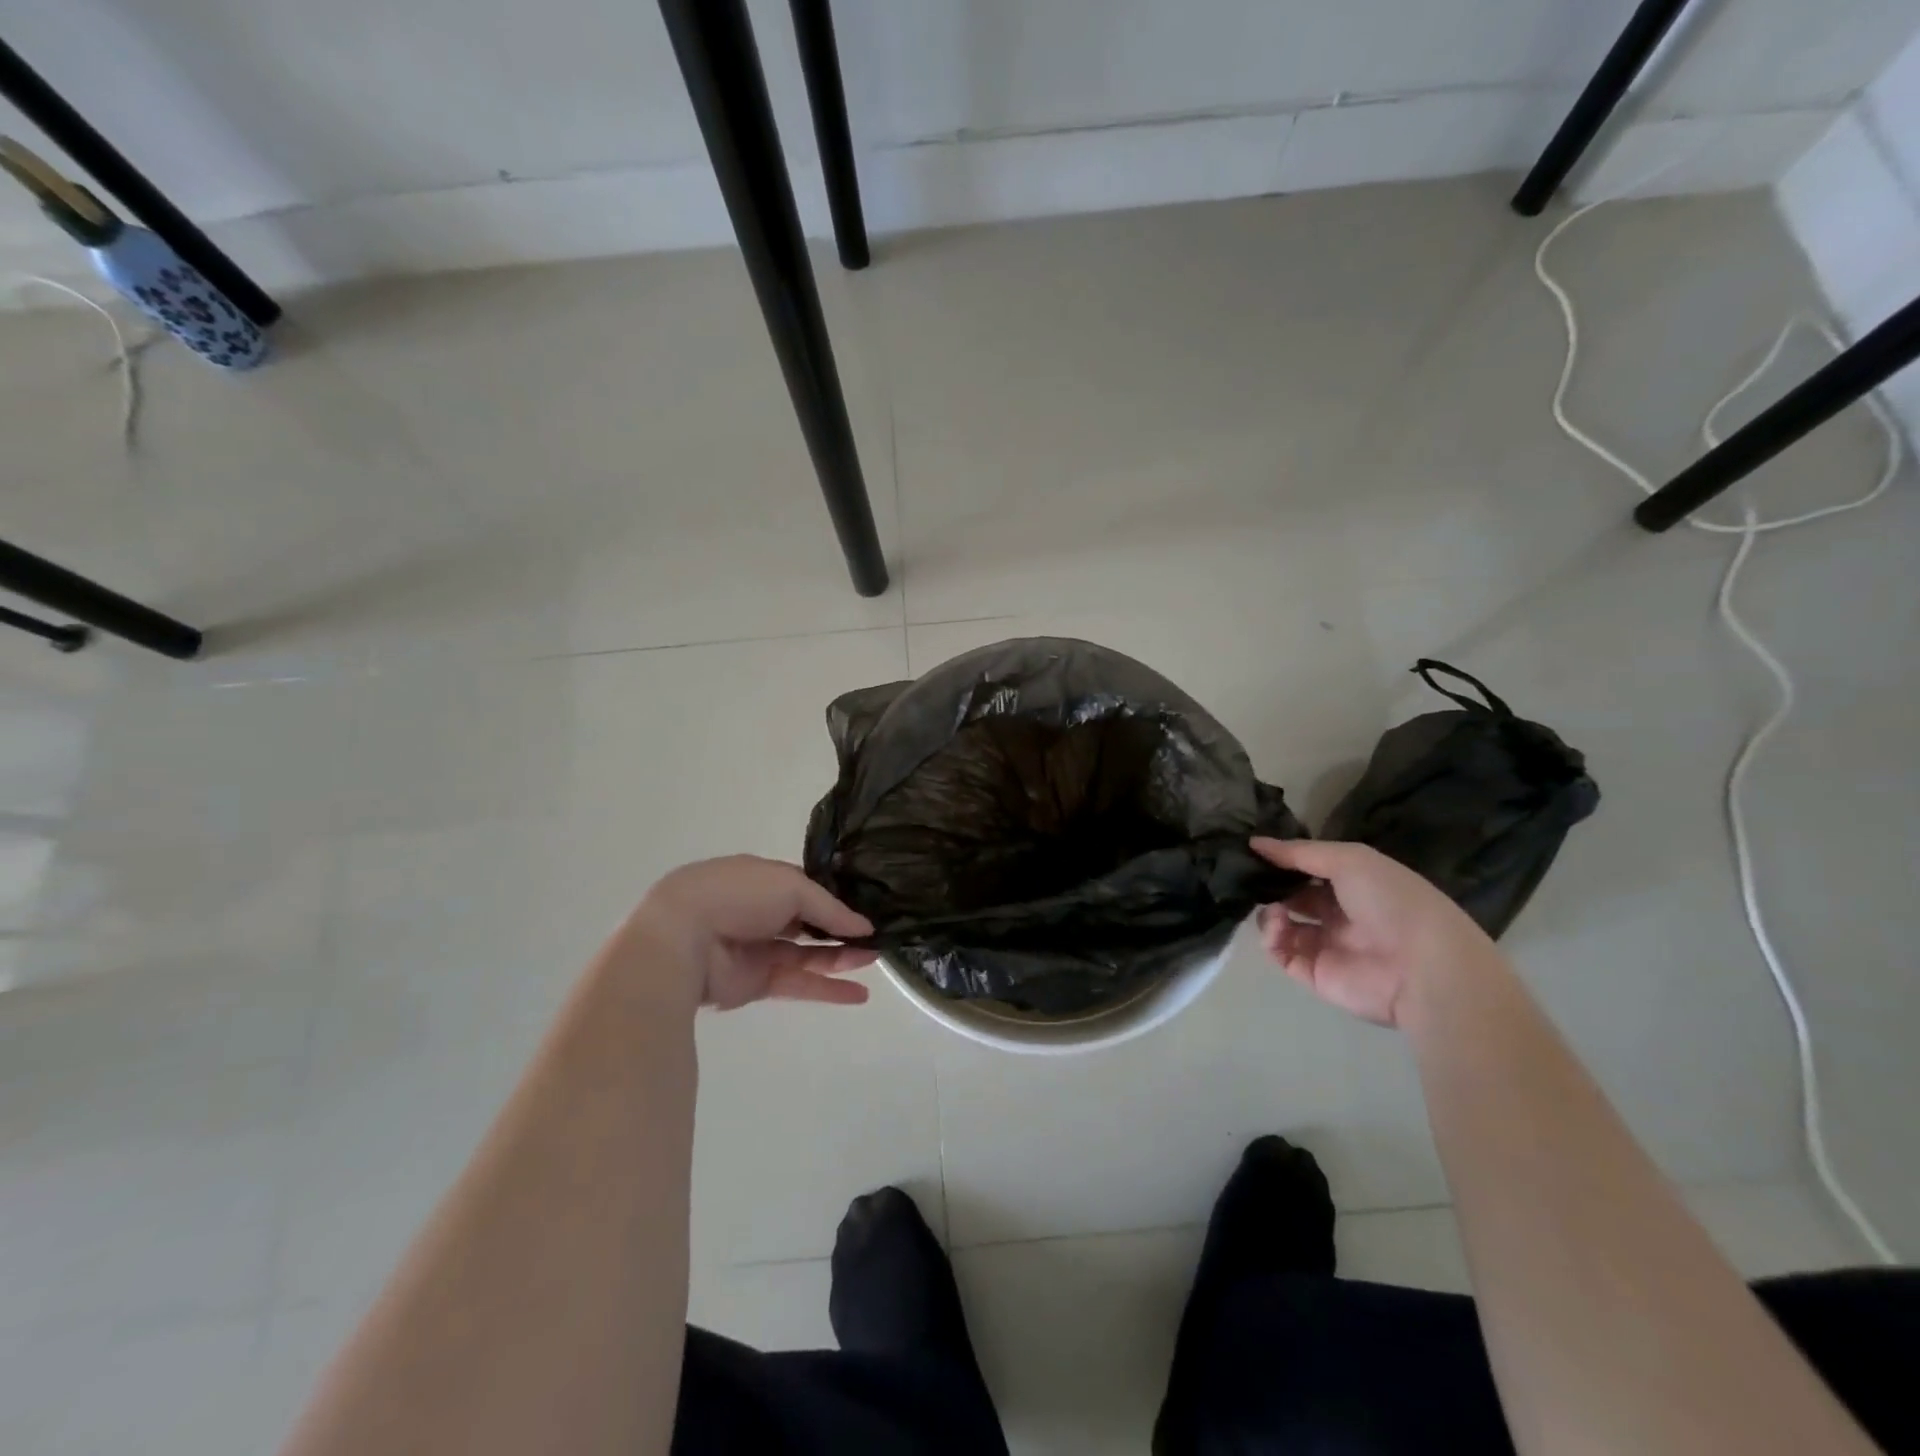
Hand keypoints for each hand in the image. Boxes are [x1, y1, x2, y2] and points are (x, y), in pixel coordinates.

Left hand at [627, 856, 877, 1010]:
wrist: (681, 940)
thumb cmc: (737, 897)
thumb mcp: (791, 886)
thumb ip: (830, 908)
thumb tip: (865, 927)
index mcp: (761, 879)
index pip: (805, 888)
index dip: (835, 897)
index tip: (867, 905)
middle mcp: (759, 912)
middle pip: (809, 922)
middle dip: (841, 929)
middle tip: (878, 935)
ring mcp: (756, 949)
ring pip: (807, 954)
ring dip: (841, 958)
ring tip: (876, 960)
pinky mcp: (755, 983)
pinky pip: (798, 983)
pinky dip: (828, 989)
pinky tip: (859, 994)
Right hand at [1250, 838, 1500, 1027]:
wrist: (1423, 965)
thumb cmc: (1391, 900)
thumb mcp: (1349, 860)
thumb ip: (1299, 852)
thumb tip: (1254, 843)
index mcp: (1355, 886)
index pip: (1310, 870)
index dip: (1284, 861)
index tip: (1255, 851)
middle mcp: (1340, 914)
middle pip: (1293, 897)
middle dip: (1271, 886)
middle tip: (1250, 878)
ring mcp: (1326, 945)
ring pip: (1282, 926)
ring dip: (1269, 912)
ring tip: (1274, 909)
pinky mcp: (1314, 973)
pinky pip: (1281, 953)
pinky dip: (1271, 938)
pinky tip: (1277, 924)